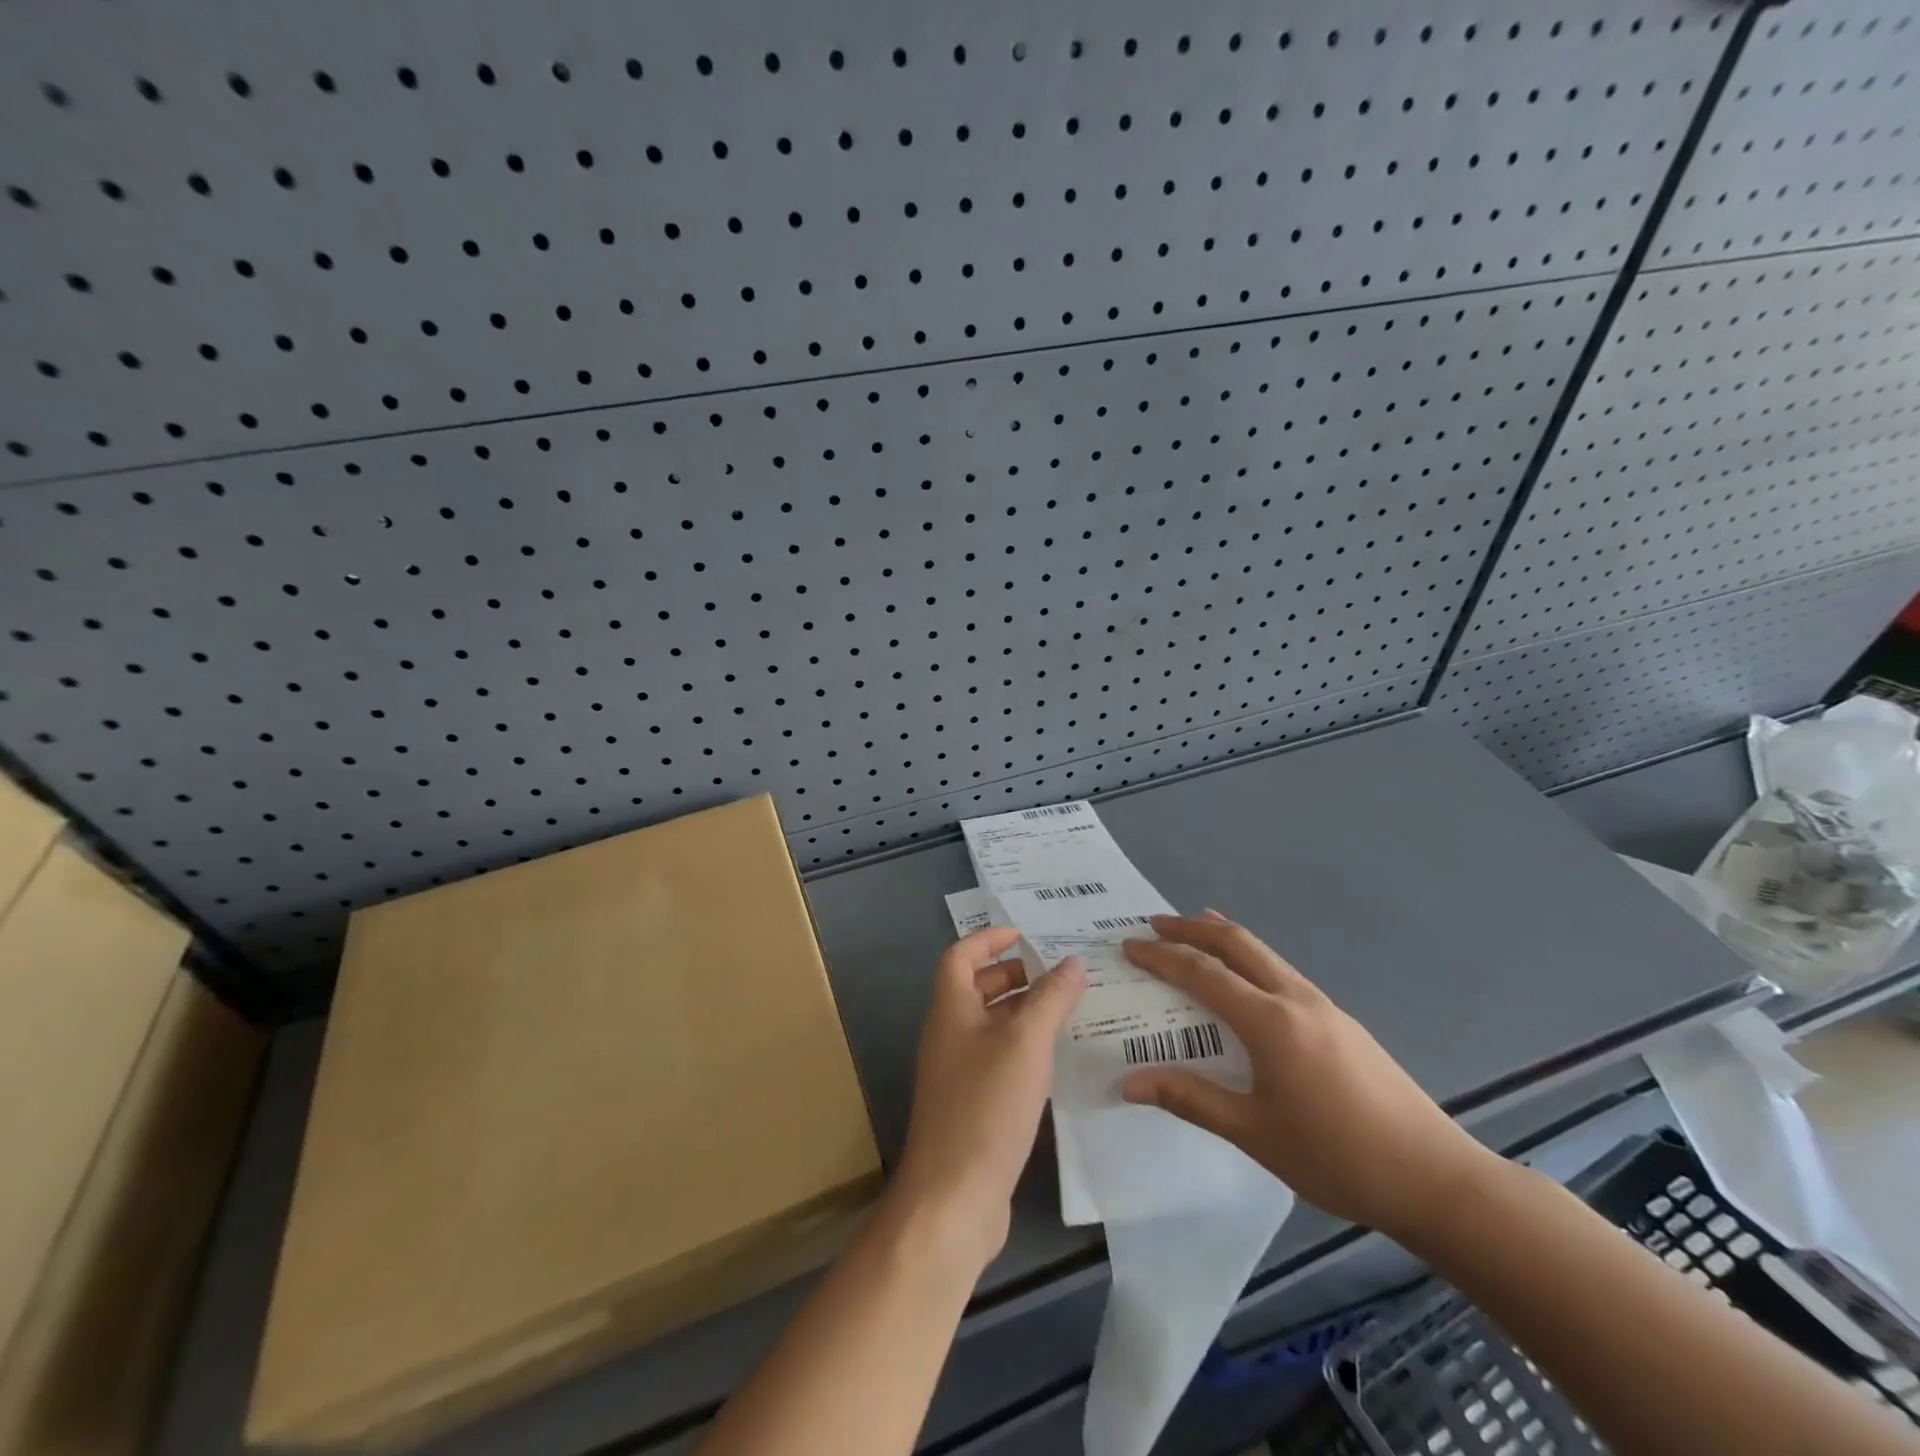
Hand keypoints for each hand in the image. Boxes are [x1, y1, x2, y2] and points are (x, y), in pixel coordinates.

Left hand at [892, 928, 1085, 1269]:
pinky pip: (1001, 1061)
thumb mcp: (1025, 1043)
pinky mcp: (974, 1107)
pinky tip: (1060, 1061)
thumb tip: (1073, 962)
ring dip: (1026, 1014)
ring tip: (1072, 1010)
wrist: (953, 1198)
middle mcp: (949, 1035)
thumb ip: (1051, 999)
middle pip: (977, 989)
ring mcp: (959, 1074)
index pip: (961, 956)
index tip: (1025, 933)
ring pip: (993, 1027)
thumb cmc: (985, 1106)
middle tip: (1060, 973)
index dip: (989, 939)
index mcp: (951, 1010)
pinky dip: (1027, 1051)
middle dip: (1015, 976)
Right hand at [1119, 912, 1494, 1242]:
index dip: (1162, 956)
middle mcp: (1295, 998)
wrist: (1435, 1178)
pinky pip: (1283, 972)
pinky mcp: (1342, 1022)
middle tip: (1156, 922)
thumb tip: (1127, 1082)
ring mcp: (1324, 1006)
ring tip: (1196, 932)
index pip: (1203, 973)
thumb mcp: (1254, 1133)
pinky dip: (1252, 960)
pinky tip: (1248, 981)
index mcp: (1269, 1021)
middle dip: (1192, 928)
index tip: (1128, 945)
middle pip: (1237, 944)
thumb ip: (1190, 1099)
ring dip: (1225, 938)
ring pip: (1265, 954)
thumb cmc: (1337, 1156)